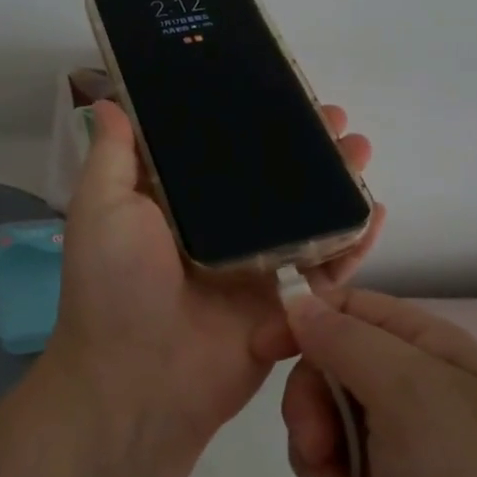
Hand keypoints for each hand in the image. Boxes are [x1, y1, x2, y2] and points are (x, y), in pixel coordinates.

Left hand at [43, 101, 383, 455]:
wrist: (139, 382)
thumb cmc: (115, 286)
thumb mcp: (102, 209)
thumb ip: (114, 157)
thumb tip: (111, 103)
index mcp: (179, 208)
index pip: (221, 154)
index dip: (249, 123)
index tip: (279, 94)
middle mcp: (222, 233)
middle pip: (272, 182)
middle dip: (305, 149)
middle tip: (334, 120)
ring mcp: (258, 269)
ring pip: (306, 218)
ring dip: (335, 185)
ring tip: (359, 149)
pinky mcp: (286, 305)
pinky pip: (326, 269)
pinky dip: (352, 242)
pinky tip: (374, 210)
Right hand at [281, 290, 476, 476]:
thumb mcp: (408, 392)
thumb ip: (347, 340)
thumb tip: (298, 302)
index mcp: (429, 345)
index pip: (351, 308)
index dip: (304, 322)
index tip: (262, 351)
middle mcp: (414, 382)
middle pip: (329, 364)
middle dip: (310, 403)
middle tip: (313, 445)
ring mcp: (399, 435)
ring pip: (323, 416)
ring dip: (314, 451)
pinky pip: (332, 461)